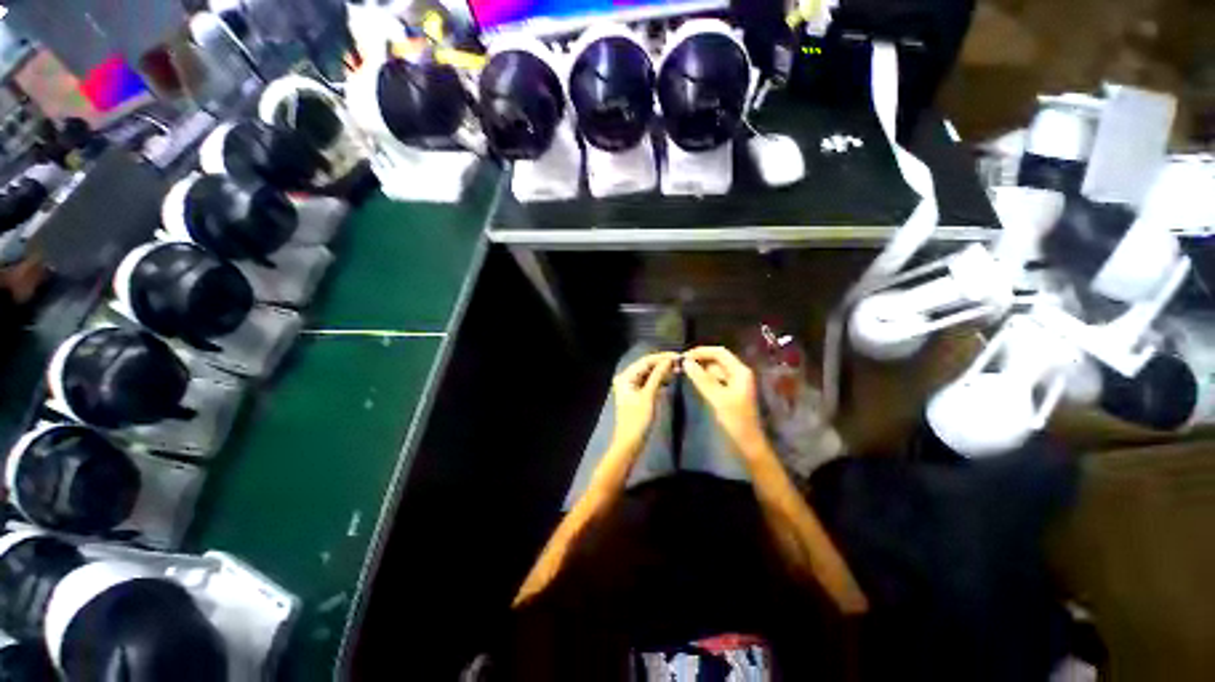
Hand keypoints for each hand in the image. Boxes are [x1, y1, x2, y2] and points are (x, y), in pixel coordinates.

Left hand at [610, 352, 678, 448]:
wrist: (630, 443)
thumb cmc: (638, 420)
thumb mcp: (649, 396)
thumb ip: (658, 376)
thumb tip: (669, 360)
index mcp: (625, 376)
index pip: (645, 361)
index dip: (662, 357)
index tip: (678, 356)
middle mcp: (626, 378)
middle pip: (646, 366)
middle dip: (662, 364)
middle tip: (680, 363)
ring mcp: (631, 386)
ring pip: (648, 374)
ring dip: (662, 372)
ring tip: (677, 370)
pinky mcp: (636, 394)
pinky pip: (648, 382)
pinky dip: (658, 380)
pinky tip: (669, 380)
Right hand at [682, 347, 766, 457]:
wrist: (749, 443)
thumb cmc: (735, 420)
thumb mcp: (717, 398)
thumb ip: (701, 379)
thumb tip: (686, 362)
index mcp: (740, 371)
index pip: (719, 352)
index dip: (701, 352)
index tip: (683, 357)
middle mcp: (739, 373)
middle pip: (717, 359)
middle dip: (700, 360)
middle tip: (682, 366)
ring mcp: (736, 382)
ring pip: (716, 370)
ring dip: (702, 370)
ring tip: (685, 374)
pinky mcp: (731, 392)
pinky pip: (716, 380)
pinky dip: (706, 379)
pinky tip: (696, 384)